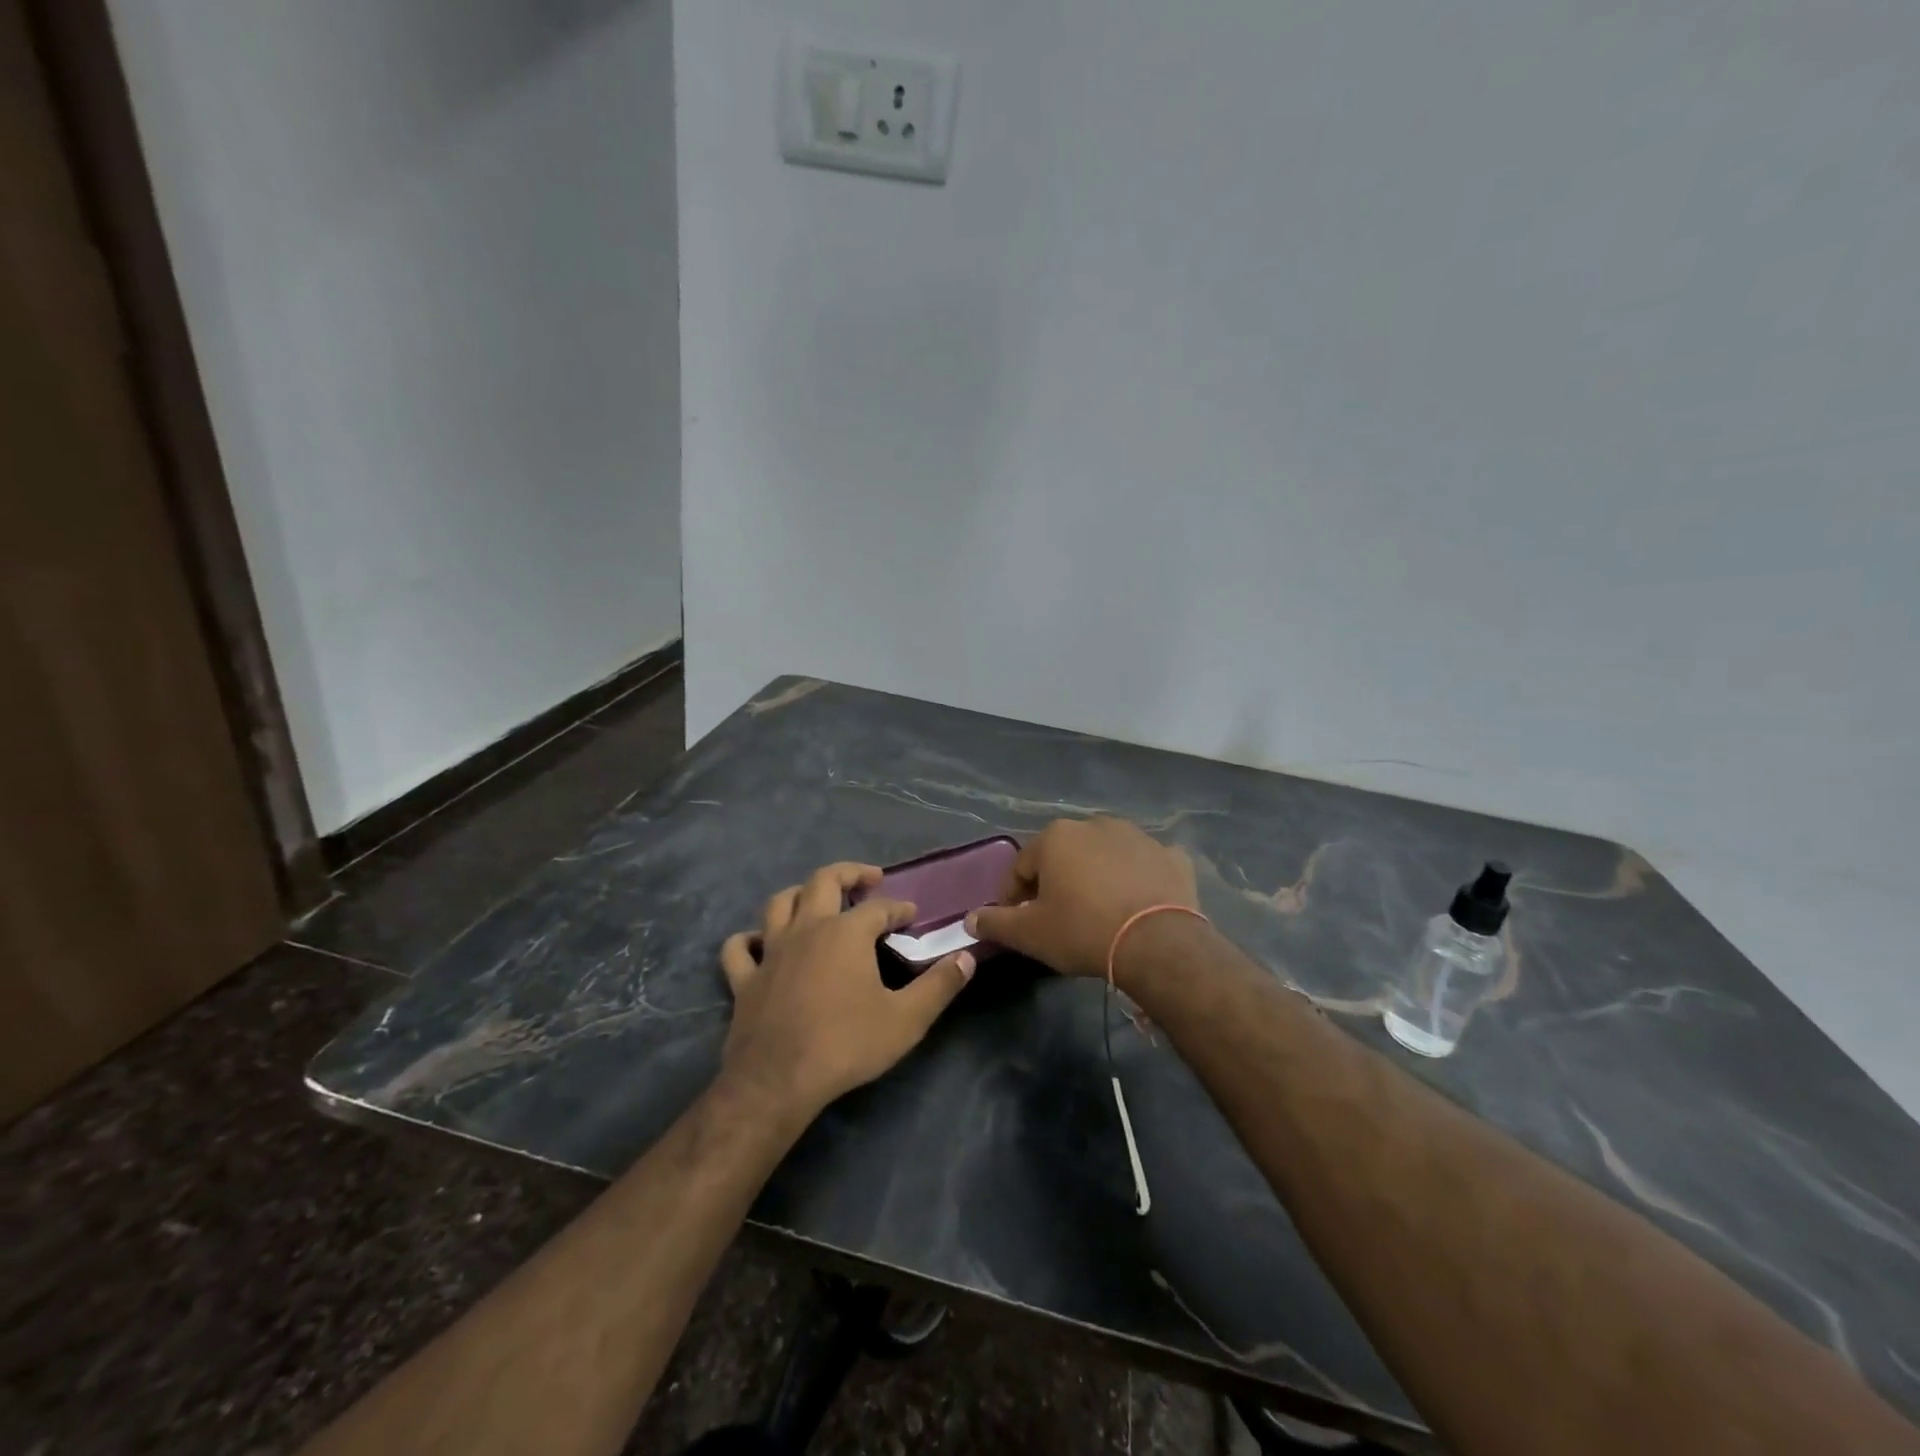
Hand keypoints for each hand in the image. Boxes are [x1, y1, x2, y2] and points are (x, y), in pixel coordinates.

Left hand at [717, 862, 974, 1116]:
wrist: (778, 1082)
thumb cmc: (846, 1045)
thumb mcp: (907, 1019)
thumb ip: (940, 986)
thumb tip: (966, 957)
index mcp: (846, 933)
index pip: (878, 907)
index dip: (898, 907)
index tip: (911, 914)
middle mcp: (807, 929)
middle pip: (823, 881)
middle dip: (849, 873)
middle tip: (868, 878)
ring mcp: (771, 951)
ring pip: (779, 903)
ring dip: (799, 894)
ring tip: (815, 898)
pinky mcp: (744, 979)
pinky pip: (738, 948)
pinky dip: (748, 940)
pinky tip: (758, 943)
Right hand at [967, 818, 1197, 981]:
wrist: (1158, 943)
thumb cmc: (1084, 931)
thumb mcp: (1031, 934)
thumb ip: (997, 923)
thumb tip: (970, 919)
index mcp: (1056, 837)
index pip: (1022, 866)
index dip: (1014, 895)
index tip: (1016, 920)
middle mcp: (1095, 824)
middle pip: (1064, 855)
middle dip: (1056, 881)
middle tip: (1056, 915)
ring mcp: (1137, 836)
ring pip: (1105, 855)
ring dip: (1096, 875)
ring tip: (1098, 910)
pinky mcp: (1171, 855)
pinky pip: (1145, 864)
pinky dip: (1138, 877)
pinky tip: (1139, 901)